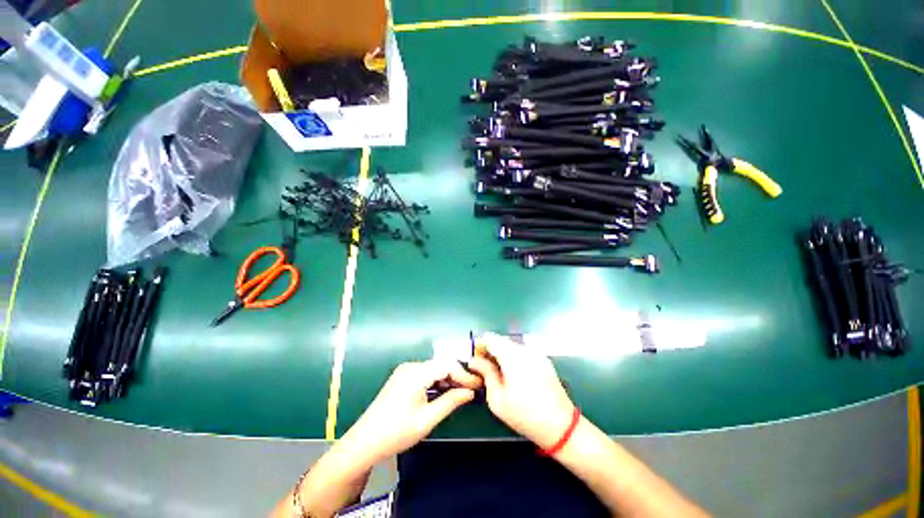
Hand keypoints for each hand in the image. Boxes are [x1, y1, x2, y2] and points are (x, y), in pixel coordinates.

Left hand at [343, 360, 481, 462]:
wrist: (365, 442)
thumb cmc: (397, 432)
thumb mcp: (427, 419)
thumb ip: (450, 402)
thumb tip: (469, 392)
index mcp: (416, 373)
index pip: (447, 365)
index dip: (464, 374)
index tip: (478, 385)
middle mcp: (411, 366)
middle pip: (440, 364)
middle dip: (457, 375)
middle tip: (472, 389)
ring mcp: (405, 370)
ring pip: (433, 368)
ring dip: (447, 378)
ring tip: (461, 391)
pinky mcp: (402, 377)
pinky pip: (425, 373)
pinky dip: (437, 380)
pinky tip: (444, 391)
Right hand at [467, 333, 574, 448]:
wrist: (561, 426)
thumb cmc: (525, 415)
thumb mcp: (497, 398)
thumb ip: (485, 373)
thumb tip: (474, 361)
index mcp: (513, 357)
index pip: (491, 338)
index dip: (480, 345)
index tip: (475, 358)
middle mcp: (525, 349)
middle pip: (501, 340)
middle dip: (490, 349)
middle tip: (484, 366)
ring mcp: (536, 352)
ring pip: (512, 344)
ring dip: (501, 352)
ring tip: (498, 371)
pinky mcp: (543, 358)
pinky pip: (523, 350)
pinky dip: (513, 356)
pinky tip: (513, 373)